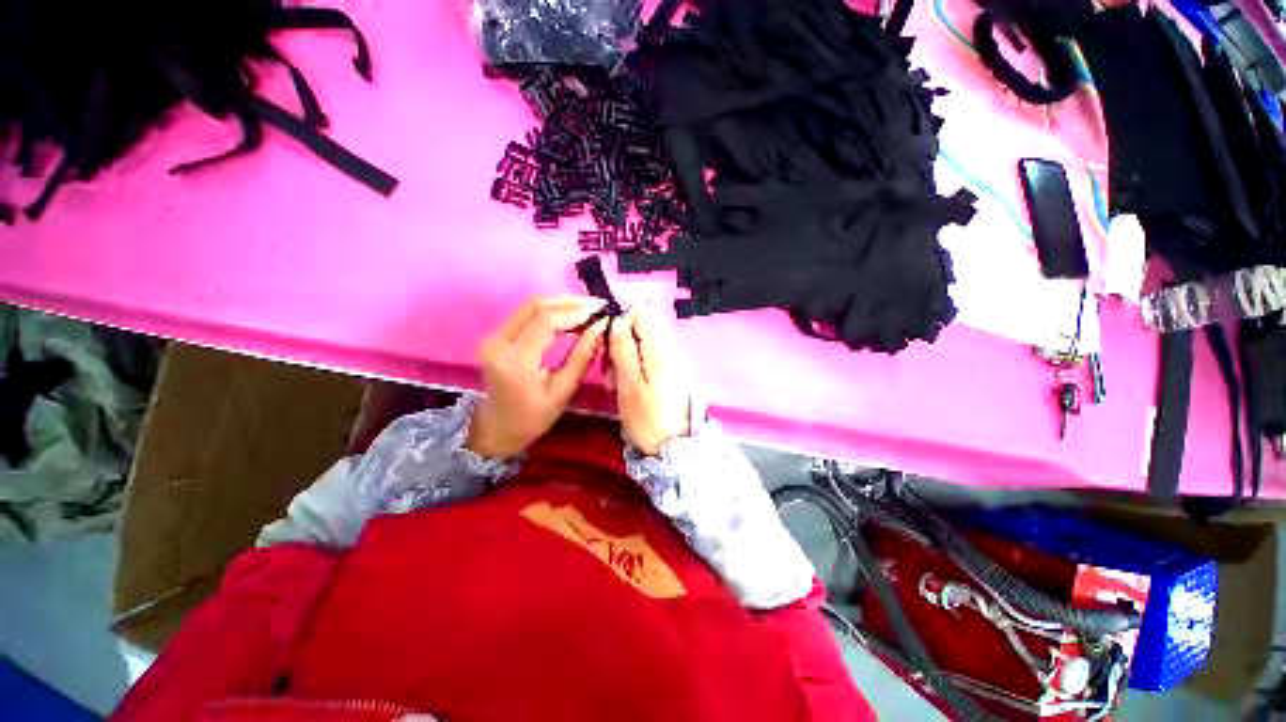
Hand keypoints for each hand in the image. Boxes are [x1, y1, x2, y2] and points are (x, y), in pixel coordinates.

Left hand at [467, 297, 608, 458]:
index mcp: (515, 359)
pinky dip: (550, 311)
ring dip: (561, 304)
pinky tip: (570, 315)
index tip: (601, 311)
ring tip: (588, 308)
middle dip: (570, 302)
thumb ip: (582, 356)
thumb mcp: (563, 391)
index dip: (576, 312)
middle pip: (535, 306)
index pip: (546, 321)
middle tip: (597, 305)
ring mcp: (494, 336)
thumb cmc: (533, 417)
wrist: (498, 429)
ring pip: (530, 306)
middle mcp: (498, 341)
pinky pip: (526, 314)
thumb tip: (600, 326)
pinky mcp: (496, 336)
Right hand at [609, 304, 691, 455]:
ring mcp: (672, 359)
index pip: (643, 312)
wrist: (674, 447)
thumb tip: (617, 321)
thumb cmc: (648, 420)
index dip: (622, 321)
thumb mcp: (629, 386)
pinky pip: (649, 355)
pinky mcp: (670, 371)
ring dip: (626, 354)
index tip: (609, 344)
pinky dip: (635, 363)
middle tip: (610, 366)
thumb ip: (624, 350)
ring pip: (644, 340)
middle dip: (622, 339)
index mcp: (660, 350)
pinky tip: (627, 382)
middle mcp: (670, 348)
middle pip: (643, 325)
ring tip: (616, 379)